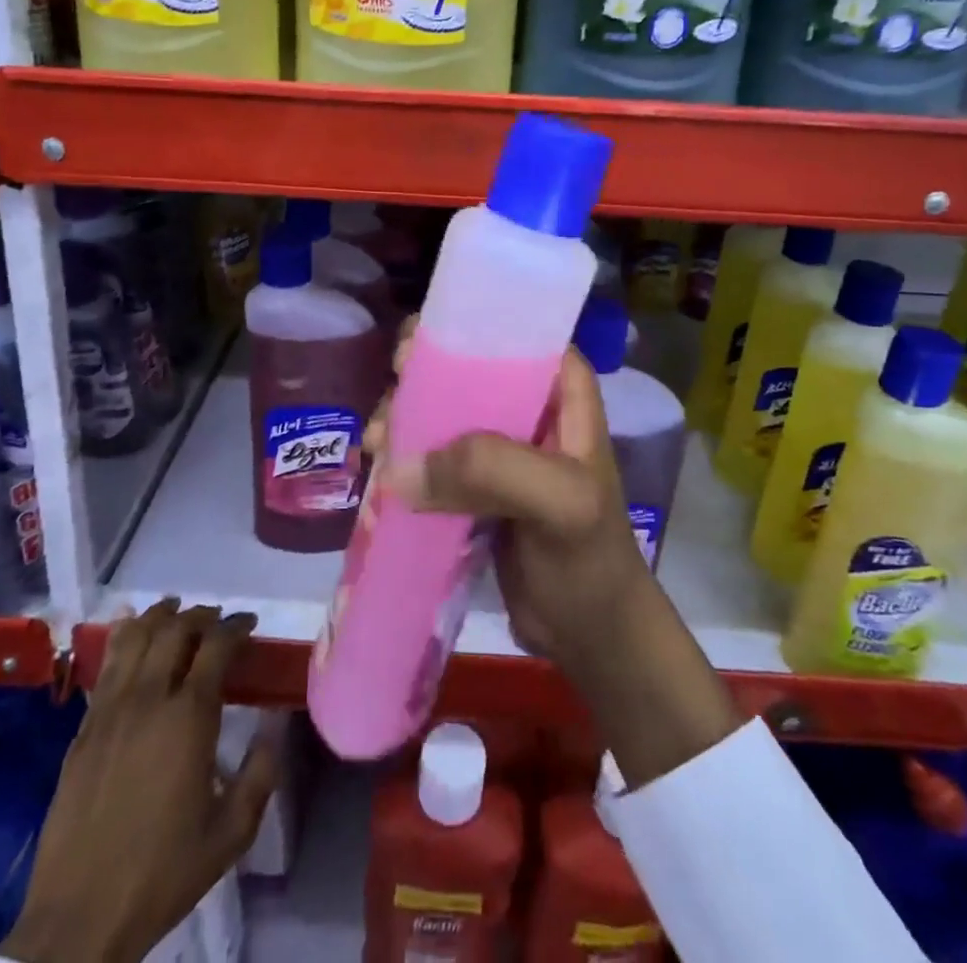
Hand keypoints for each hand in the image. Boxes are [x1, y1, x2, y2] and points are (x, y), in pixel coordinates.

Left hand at [0, 602, 280, 962]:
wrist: (78, 920)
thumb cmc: (162, 873)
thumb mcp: (231, 833)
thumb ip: (261, 774)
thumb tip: (274, 727)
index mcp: (189, 717)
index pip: (217, 645)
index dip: (236, 625)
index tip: (249, 623)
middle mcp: (149, 698)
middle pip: (176, 629)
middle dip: (202, 615)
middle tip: (217, 621)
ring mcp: (110, 710)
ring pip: (136, 637)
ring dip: (161, 616)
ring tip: (176, 612)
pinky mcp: (83, 728)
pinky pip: (106, 664)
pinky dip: (124, 637)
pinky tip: (131, 632)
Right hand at [367, 322, 740, 789]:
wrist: (590, 635)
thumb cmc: (590, 559)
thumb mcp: (560, 503)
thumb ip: (491, 469)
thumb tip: (398, 469)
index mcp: (560, 388)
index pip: (508, 334)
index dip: (458, 331)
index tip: (409, 353)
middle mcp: (526, 405)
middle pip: (462, 369)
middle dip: (418, 383)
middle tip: (388, 415)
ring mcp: (497, 446)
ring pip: (440, 412)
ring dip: (403, 423)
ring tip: (376, 450)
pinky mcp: (473, 484)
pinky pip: (431, 456)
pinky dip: (403, 460)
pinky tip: (378, 474)